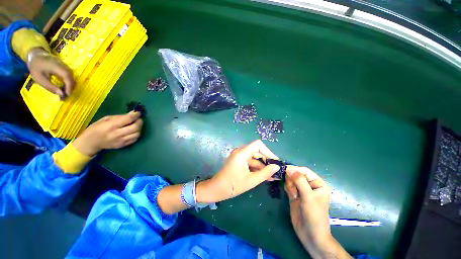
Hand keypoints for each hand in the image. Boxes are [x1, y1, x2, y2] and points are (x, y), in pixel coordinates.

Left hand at [27, 47, 74, 98]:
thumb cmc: (36, 67)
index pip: (67, 78)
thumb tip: (61, 94)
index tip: (67, 95)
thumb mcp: (40, 78)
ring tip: (65, 92)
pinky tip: (64, 87)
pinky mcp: (65, 67)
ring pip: (72, 77)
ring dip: (70, 85)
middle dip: (70, 88)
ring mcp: (65, 66)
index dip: (69, 87)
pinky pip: (69, 76)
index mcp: (56, 67)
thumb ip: (50, 87)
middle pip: (71, 78)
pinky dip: (68, 82)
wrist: (36, 55)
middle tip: (66, 96)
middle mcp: (63, 66)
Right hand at [73, 112, 142, 156]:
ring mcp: (121, 141)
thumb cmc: (96, 128)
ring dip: (139, 128)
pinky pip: (135, 139)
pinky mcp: (123, 145)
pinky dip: (136, 134)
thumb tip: (133, 113)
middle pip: (136, 127)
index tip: (138, 112)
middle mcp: (118, 134)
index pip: (128, 119)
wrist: (90, 143)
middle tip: (138, 119)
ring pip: (137, 134)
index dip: (136, 115)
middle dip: (140, 122)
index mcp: (112, 125)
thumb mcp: (105, 119)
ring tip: (136, 125)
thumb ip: (120, 117)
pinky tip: (133, 131)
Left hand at [197, 140, 280, 202]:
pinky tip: (264, 176)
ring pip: (255, 158)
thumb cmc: (233, 185)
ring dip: (263, 166)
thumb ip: (265, 173)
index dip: (268, 151)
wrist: (217, 189)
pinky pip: (250, 162)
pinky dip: (257, 168)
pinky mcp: (239, 161)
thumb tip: (277, 167)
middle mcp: (241, 151)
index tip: (275, 162)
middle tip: (276, 171)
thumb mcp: (251, 180)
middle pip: (257, 151)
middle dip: (267, 161)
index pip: (258, 144)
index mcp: (242, 153)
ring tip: (273, 176)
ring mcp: (239, 156)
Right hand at [285, 166, 333, 255]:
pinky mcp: (295, 194)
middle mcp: (309, 185)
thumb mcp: (308, 197)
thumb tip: (289, 168)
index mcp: (317, 183)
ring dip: (290, 185)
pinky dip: (288, 189)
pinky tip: (292, 196)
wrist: (310, 234)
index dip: (295, 169)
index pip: (304, 171)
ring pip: (291, 179)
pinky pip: (288, 186)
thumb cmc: (314, 215)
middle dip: (292, 180)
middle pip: (296, 174)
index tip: (285, 171)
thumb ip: (299, 181)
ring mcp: (301, 190)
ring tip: (294, 195)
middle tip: (293, 189)